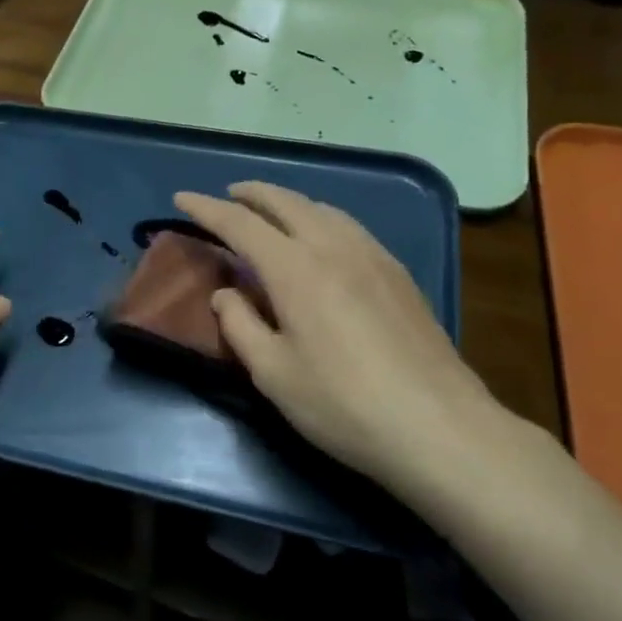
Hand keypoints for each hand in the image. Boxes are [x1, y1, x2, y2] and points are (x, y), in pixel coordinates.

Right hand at [174, 183, 534, 512]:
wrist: (440, 428)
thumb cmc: (343, 405)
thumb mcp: (273, 374)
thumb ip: (240, 326)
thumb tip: (227, 294)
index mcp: (295, 269)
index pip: (240, 224)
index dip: (206, 208)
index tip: (181, 198)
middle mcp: (333, 247)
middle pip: (285, 202)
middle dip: (251, 193)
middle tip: (228, 196)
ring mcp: (372, 256)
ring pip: (322, 208)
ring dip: (288, 202)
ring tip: (271, 212)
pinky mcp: (398, 274)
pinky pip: (349, 226)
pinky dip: (320, 217)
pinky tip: (322, 239)